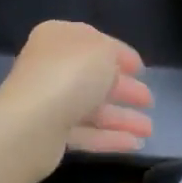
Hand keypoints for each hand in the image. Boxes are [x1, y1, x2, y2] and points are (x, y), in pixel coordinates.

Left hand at [0, 21, 153, 170]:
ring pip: (92, 108)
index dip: (122, 55)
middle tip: (149, 101)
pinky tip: (134, 144)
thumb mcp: (103, 51)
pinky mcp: (49, 133)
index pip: (96, 43)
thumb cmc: (71, 75)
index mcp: (59, 38)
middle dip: (125, 90)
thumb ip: (114, 54)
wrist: (32, 123)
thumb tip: (114, 67)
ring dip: (122, 118)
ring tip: (149, 132)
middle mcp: (51, 66)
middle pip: (95, 77)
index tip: (142, 70)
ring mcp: (48, 101)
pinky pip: (85, 133)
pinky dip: (109, 137)